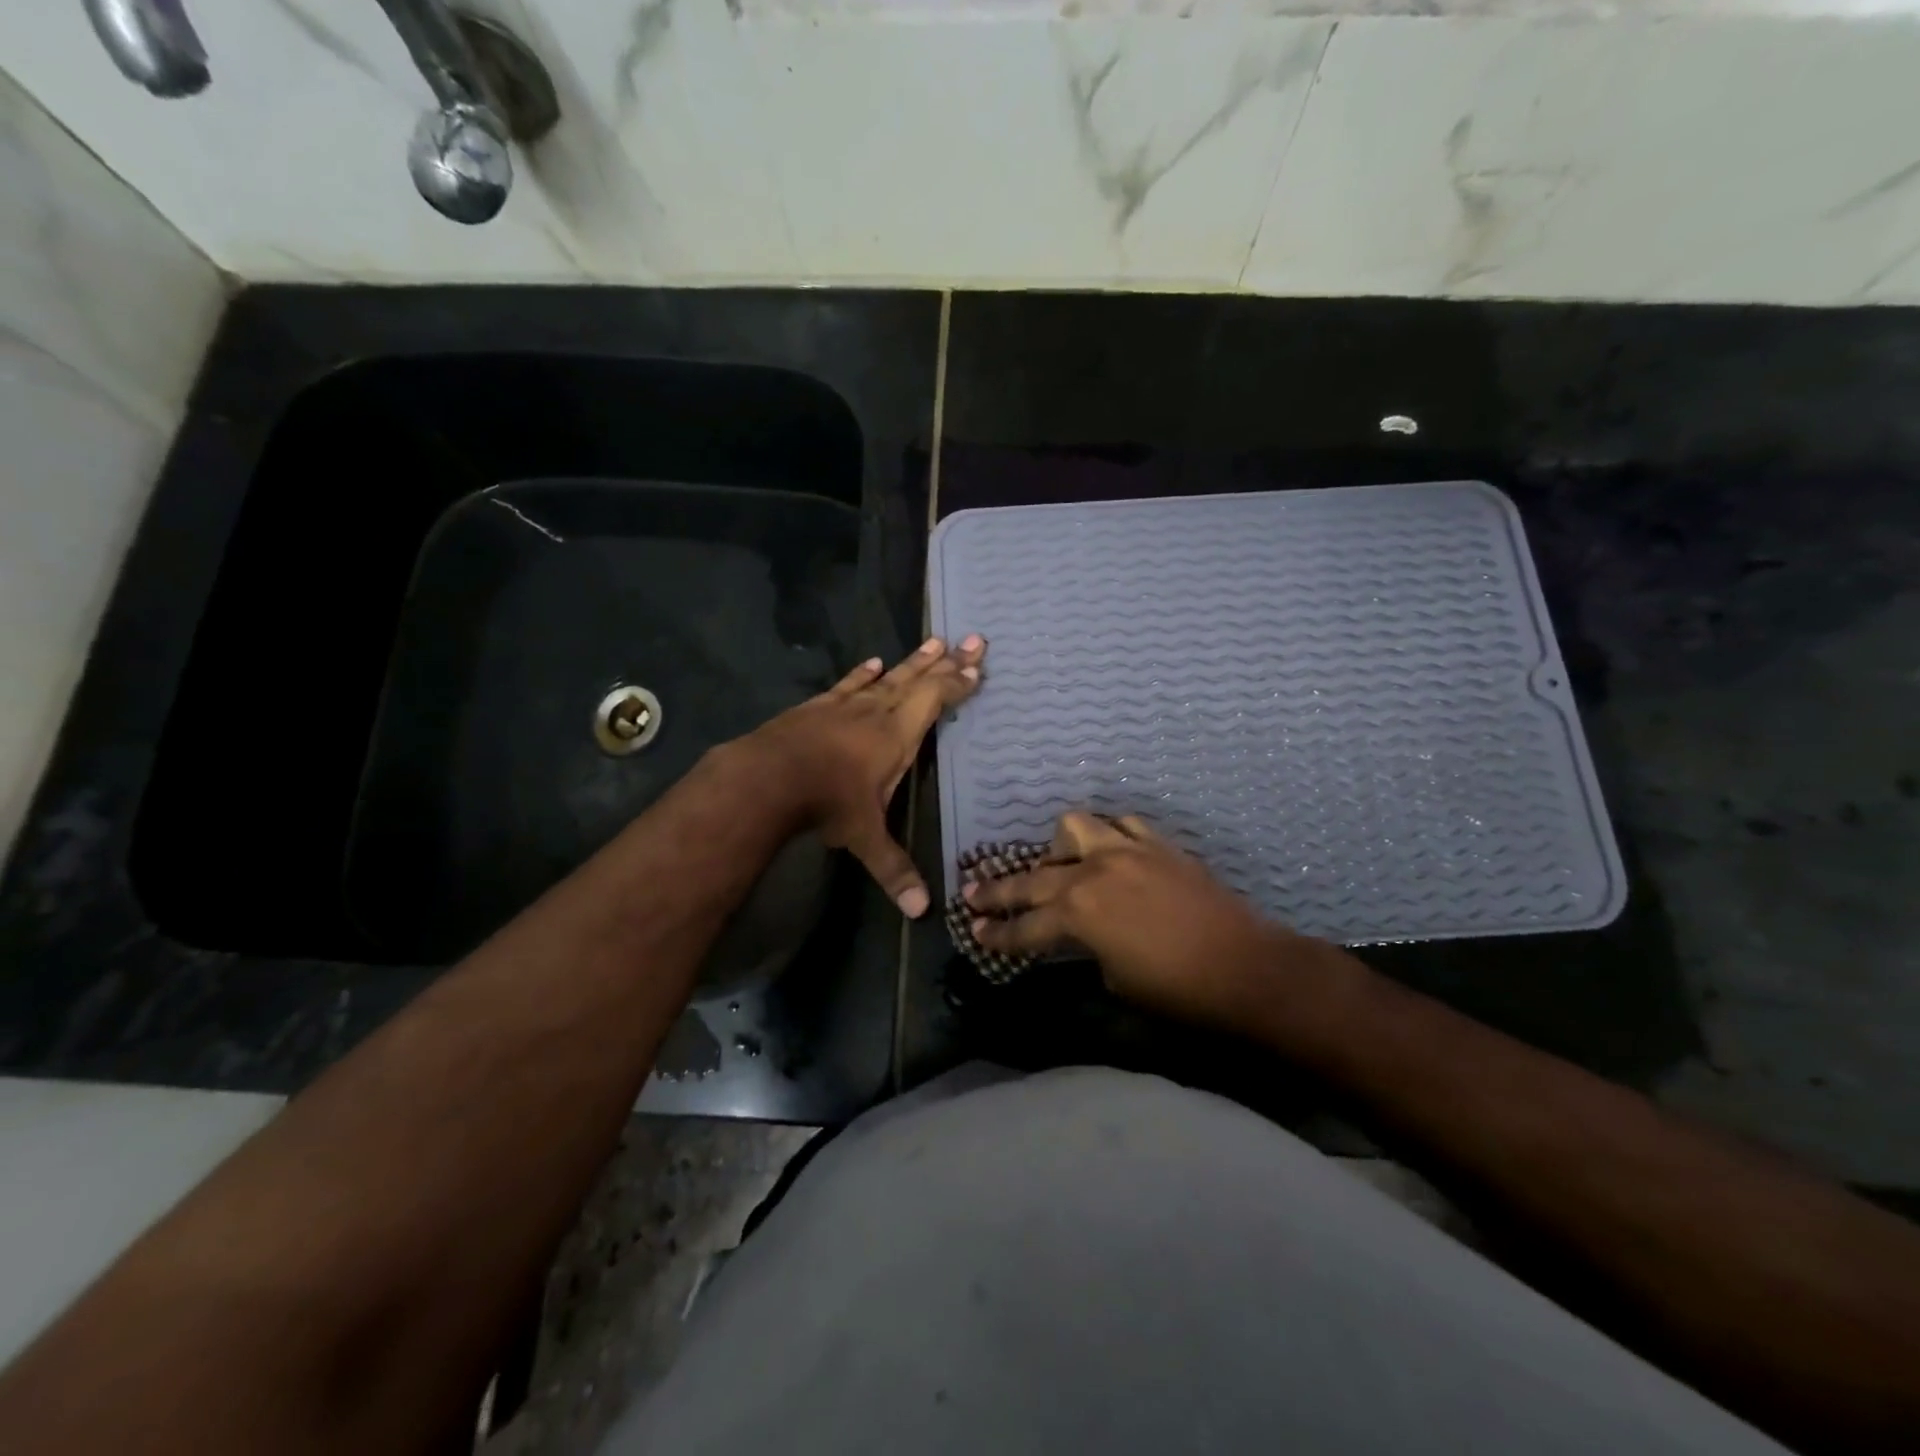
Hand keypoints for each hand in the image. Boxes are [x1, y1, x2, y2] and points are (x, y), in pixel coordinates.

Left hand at [739, 634, 985, 917]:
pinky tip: (873, 662)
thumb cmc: (827, 801)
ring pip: (887, 676)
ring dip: (912, 661)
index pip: (935, 701)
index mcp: (897, 736)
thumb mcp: (865, 837)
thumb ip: (894, 869)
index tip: (977, 668)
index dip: (957, 685)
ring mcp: (845, 705)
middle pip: (918, 679)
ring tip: (933, 641)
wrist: (767, 776)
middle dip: (947, 661)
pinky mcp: (818, 706)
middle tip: (971, 638)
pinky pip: (848, 684)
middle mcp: (877, 712)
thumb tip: (922, 912)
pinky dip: (863, 674)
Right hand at [967, 812, 1318, 1028]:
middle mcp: (1093, 873)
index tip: (973, 932)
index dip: (997, 933)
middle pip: (1033, 878)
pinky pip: (1121, 826)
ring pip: (1073, 830)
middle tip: (972, 893)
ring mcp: (1126, 851)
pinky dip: (1108, 837)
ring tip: (1056, 866)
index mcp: (1079, 914)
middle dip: (999, 890)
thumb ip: (1085, 949)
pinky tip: (1109, 853)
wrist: (1246, 968)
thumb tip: (1078, 938)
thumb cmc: (1177, 990)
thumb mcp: (1115, 979)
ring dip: (1057, 850)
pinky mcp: (1157, 845)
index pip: (1025, 926)